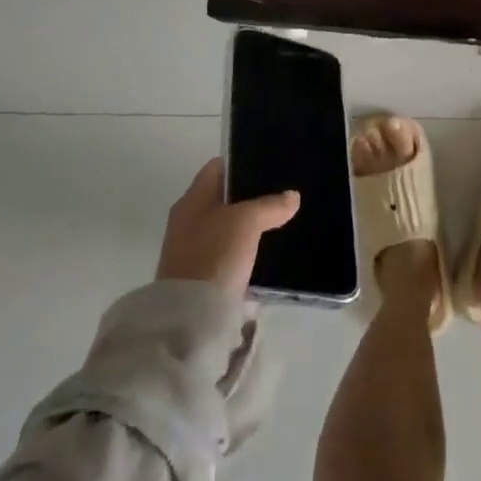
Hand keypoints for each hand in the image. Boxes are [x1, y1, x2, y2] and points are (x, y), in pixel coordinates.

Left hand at [155, 159, 300, 296]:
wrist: (189, 318)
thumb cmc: (214, 255)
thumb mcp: (247, 222)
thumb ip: (270, 205)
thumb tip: (291, 196)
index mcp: (192, 200)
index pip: (217, 168)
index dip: (242, 162)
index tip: (270, 164)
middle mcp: (188, 221)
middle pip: (224, 199)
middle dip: (251, 196)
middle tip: (283, 194)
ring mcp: (193, 251)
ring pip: (229, 228)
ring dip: (251, 226)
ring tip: (283, 222)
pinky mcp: (203, 278)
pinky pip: (230, 254)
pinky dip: (247, 251)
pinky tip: (269, 252)